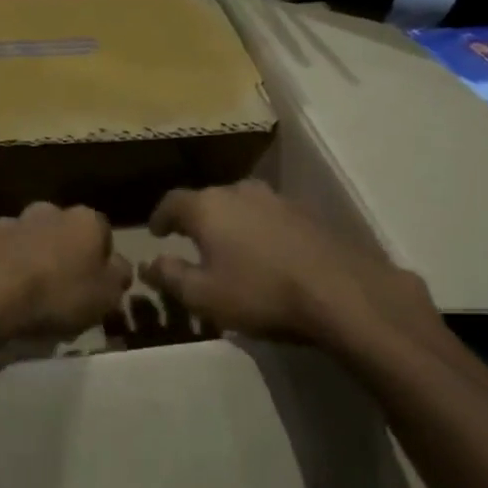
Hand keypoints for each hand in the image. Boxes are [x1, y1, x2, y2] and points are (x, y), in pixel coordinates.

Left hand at [0, 202, 132, 340]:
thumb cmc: (58, 295)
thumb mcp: (106, 296)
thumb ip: (119, 276)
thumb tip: (118, 265)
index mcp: (83, 220)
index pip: (102, 232)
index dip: (101, 260)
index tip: (96, 286)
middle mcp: (47, 211)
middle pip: (63, 233)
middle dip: (63, 255)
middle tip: (62, 291)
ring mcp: (9, 223)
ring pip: (28, 241)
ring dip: (31, 260)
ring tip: (28, 297)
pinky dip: (2, 271)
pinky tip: (1, 298)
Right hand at [140, 180, 441, 348]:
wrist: (340, 292)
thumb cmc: (260, 293)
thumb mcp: (203, 296)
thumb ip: (170, 276)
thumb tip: (148, 263)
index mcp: (208, 206)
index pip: (172, 201)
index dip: (160, 217)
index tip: (156, 232)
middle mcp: (240, 191)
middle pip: (208, 200)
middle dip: (197, 219)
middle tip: (191, 242)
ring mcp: (277, 198)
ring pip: (242, 205)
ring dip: (231, 223)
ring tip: (231, 247)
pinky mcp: (307, 212)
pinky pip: (270, 217)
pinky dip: (260, 230)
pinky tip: (267, 253)